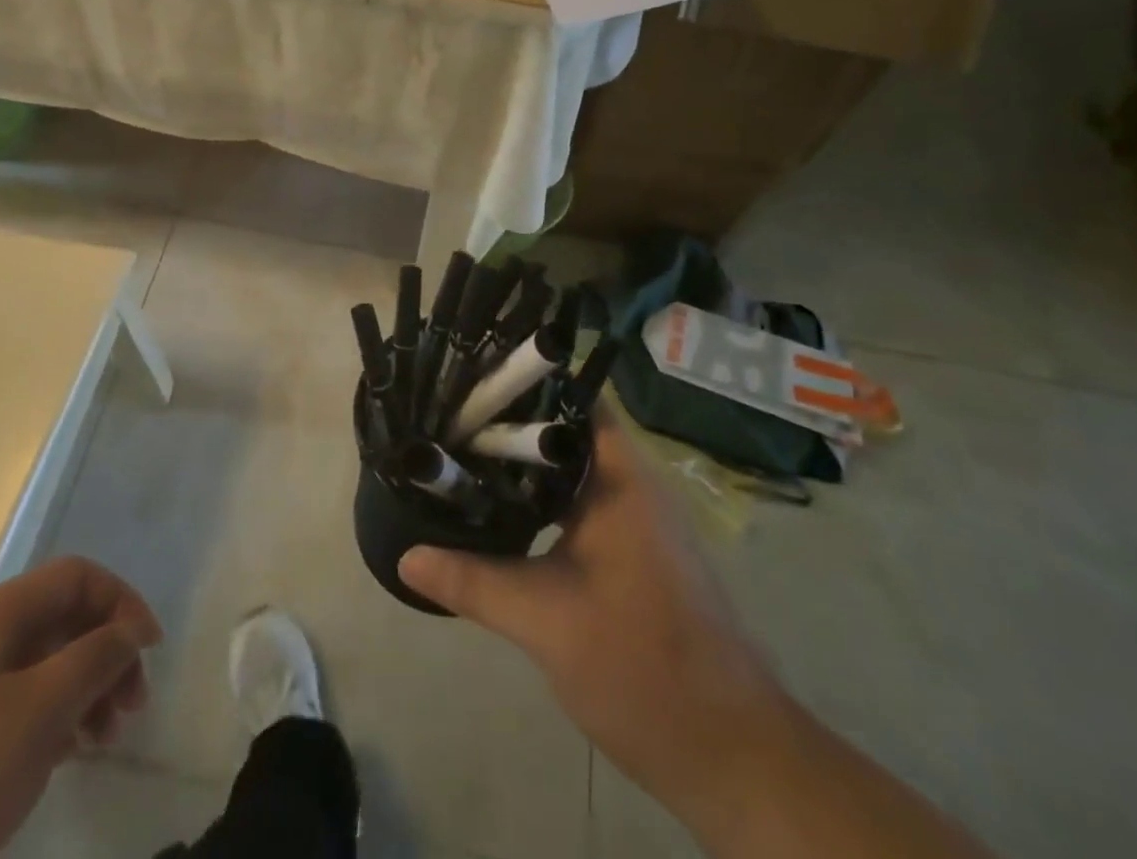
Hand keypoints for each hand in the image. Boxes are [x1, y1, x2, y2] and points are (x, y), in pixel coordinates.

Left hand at [0, 557, 161, 858]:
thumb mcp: (40, 711)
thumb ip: (94, 658)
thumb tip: (128, 630)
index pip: (76, 576)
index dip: (121, 602)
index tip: (149, 651)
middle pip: (60, 619)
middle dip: (105, 654)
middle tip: (131, 709)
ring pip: (39, 665)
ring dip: (82, 690)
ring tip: (102, 740)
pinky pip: (12, 703)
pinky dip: (49, 718)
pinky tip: (62, 756)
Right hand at [399, 410, 786, 818]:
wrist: (731, 754)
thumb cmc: (641, 666)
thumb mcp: (544, 621)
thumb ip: (473, 580)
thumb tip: (406, 555)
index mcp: (620, 478)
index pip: (569, 399)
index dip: (519, 384)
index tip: (466, 382)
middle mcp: (633, 484)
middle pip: (564, 431)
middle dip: (508, 426)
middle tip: (447, 421)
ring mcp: (638, 518)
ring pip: (571, 469)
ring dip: (522, 466)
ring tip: (460, 457)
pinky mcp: (636, 550)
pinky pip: (580, 502)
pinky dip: (541, 499)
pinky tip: (500, 512)